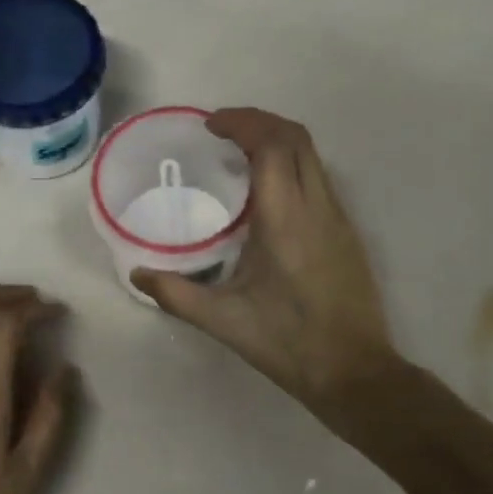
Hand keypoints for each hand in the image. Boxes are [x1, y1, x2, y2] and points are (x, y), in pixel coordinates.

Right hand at [132, 109, 394, 416]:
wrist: (355, 372)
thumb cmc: (288, 343)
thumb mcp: (224, 321)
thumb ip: (175, 294)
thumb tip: (137, 273)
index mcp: (286, 219)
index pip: (271, 145)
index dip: (242, 122)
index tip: (211, 125)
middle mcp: (317, 207)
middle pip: (296, 137)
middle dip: (259, 121)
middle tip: (223, 130)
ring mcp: (338, 217)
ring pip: (312, 155)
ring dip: (277, 139)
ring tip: (241, 152)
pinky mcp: (347, 231)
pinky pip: (319, 177)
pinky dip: (292, 163)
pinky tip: (268, 191)